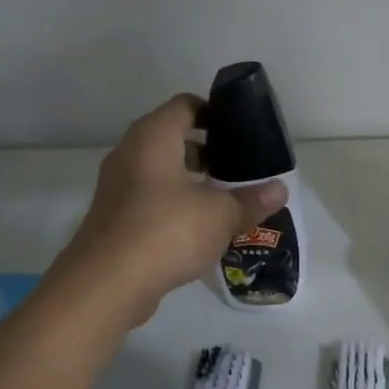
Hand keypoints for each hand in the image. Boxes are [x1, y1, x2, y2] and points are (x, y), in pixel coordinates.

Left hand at [62, 94, 286, 321]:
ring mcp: (118, 188)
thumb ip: (251, 200)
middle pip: (172, 139)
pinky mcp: (115, 219)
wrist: (108, 283)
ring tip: (225, 199)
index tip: (241, 131)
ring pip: (161, 172)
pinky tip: (200, 229)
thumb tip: (280, 190)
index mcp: (153, 138)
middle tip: (239, 168)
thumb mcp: (220, 215)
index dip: (214, 112)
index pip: (185, 106)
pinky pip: (151, 200)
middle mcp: (130, 154)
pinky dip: (175, 205)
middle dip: (207, 151)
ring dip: (191, 181)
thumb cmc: (167, 231)